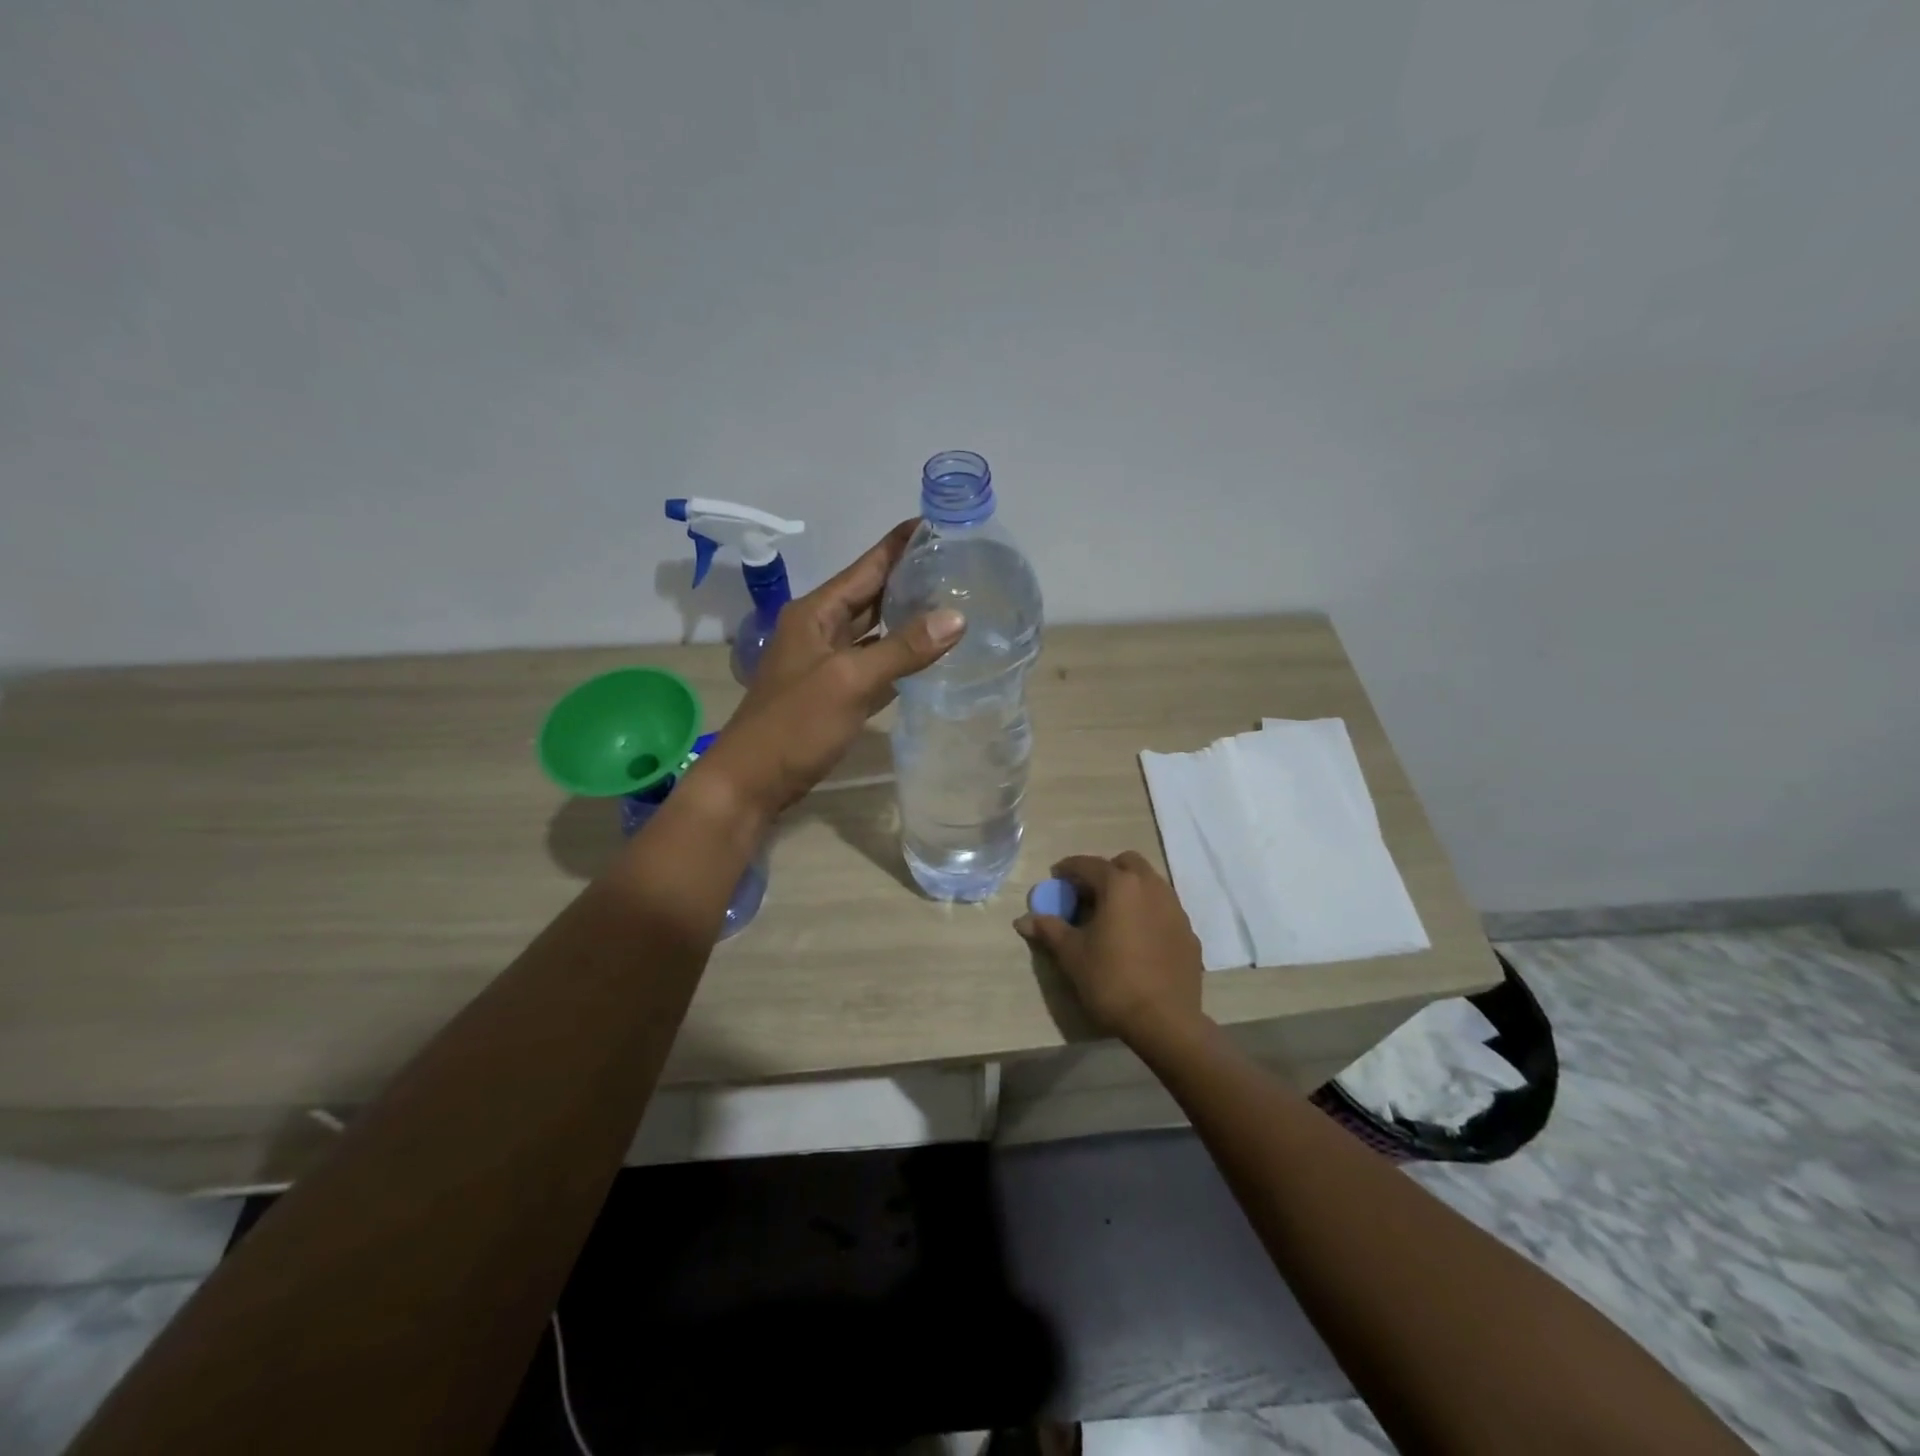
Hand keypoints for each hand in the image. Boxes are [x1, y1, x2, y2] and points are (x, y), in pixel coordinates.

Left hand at [689, 521, 963, 822]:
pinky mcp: (834, 692)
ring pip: (874, 629)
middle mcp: (820, 629)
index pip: (867, 566)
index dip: (900, 544)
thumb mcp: (849, 682)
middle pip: (871, 594)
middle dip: (910, 578)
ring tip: (953, 602)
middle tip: (959, 565)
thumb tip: (956, 617)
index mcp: (816, 613)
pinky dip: (899, 655)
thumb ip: (902, 649)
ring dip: (907, 616)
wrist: (751, 782)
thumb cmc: (794, 725)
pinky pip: (873, 663)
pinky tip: (929, 654)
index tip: (939, 524)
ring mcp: (826, 663)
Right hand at [1015, 852, 1208, 1050]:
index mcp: (1120, 886)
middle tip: (1089, 894)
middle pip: (1127, 863)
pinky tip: (1138, 938)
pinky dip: (1148, 912)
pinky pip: (1165, 910)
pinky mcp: (1189, 933)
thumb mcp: (1072, 955)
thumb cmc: (1111, 981)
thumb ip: (1049, 930)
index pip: (1089, 864)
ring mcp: (1176, 909)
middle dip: (1106, 871)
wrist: (1165, 1021)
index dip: (1069, 868)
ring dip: (1130, 889)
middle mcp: (1152, 887)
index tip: (1056, 876)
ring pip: (1151, 883)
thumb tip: (1023, 920)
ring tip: (1113, 915)